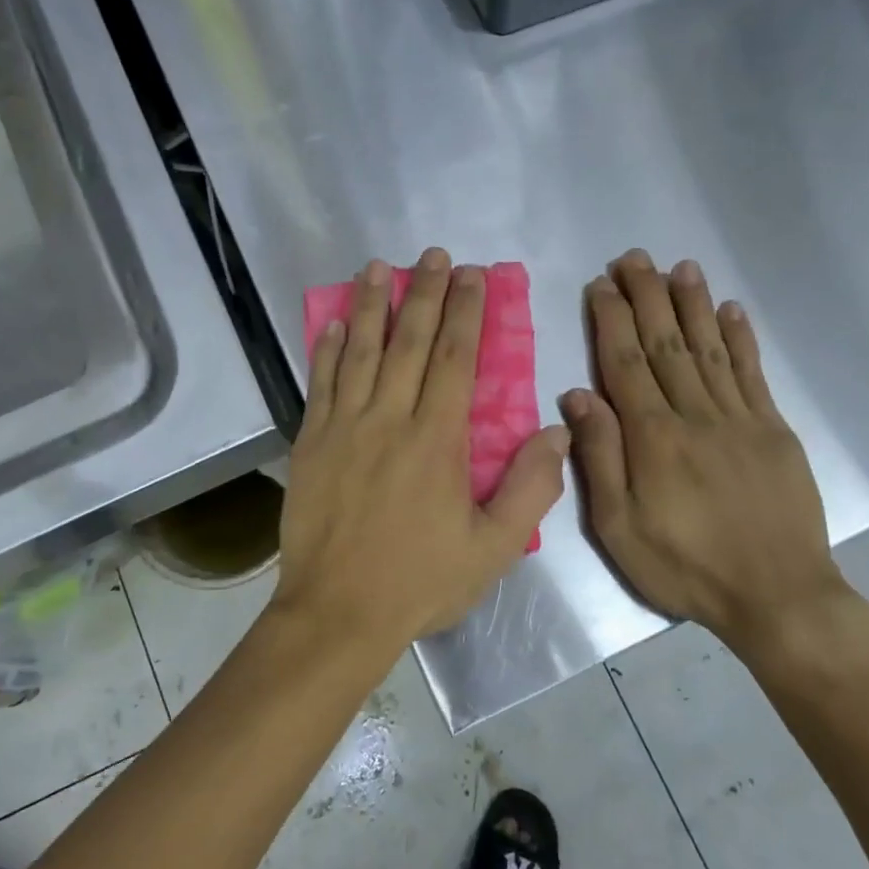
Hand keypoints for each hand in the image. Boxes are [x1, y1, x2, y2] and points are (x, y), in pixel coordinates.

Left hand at [275, 250, 569, 661]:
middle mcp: (388, 419)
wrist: (338, 613)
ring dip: (370, 306)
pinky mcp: (310, 444)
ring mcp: (343, 428)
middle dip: (423, 293)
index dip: (465, 312)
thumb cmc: (420, 581)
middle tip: (433, 255)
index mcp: (436, 440)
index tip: (472, 276)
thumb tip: (557, 431)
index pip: (454, 359)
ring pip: (359, 353)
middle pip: (408, 342)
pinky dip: (327, 351)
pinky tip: (333, 325)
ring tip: (378, 267)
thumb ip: (530, 488)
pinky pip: (320, 385)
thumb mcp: (492, 548)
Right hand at [561, 251, 849, 649]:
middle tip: (633, 257)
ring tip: (679, 267)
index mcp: (653, 438)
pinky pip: (753, 374)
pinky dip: (741, 339)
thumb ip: (600, 458)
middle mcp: (695, 414)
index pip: (626, 363)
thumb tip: (578, 396)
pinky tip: (731, 311)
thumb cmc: (685, 567)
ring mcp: (740, 418)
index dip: (612, 320)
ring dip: (693, 305)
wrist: (776, 595)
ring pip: (709, 348)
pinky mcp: (774, 430)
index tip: (601, 284)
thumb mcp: (619, 528)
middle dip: (648, 296)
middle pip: (666, 343)